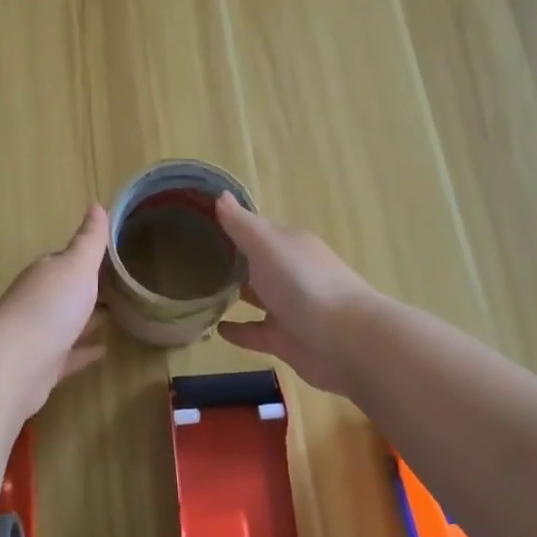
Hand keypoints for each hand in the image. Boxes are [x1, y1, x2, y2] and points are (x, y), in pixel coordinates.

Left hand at [0, 204, 108, 419]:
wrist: (14, 366)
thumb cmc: (49, 307)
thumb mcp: (77, 265)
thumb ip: (90, 239)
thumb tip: (96, 204)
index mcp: (45, 273)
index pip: (66, 259)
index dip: (88, 257)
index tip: (115, 257)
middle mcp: (38, 300)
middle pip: (66, 290)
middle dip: (89, 287)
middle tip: (123, 286)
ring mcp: (38, 335)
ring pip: (67, 322)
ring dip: (88, 318)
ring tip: (118, 315)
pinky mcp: (43, 367)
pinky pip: (69, 355)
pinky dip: (84, 351)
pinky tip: (104, 351)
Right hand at [215, 193, 374, 397]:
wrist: (346, 341)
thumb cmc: (303, 283)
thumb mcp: (267, 245)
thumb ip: (241, 224)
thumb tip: (219, 195)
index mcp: (288, 244)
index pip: (255, 229)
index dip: (230, 225)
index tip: (198, 223)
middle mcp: (290, 272)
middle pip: (256, 262)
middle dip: (230, 259)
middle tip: (190, 257)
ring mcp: (289, 308)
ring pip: (255, 296)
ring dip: (233, 293)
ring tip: (197, 292)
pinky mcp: (285, 340)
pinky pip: (255, 332)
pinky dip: (238, 330)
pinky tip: (216, 329)